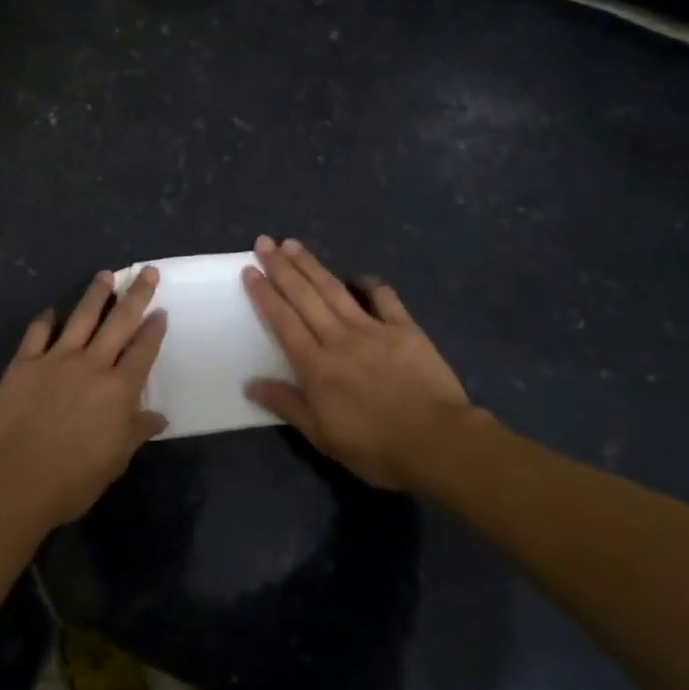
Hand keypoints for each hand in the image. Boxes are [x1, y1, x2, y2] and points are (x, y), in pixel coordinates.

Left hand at [0, 268, 169, 529]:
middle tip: (146, 271)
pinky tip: (50, 311)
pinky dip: (45, 320)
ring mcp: (56, 359)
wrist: (16, 479)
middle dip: (136, 295)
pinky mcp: (24, 363)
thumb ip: (136, 431)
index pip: (143, 350)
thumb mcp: (115, 460)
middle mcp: (92, 364)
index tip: (161, 310)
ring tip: (105, 275)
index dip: (154, 329)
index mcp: (119, 389)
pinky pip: (37, 333)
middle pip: (119, 322)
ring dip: (95, 294)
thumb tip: (158, 417)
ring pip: (81, 317)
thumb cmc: (74, 478)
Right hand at [243, 236, 485, 490]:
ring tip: (294, 244)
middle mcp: (339, 338)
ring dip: (312, 265)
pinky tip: (359, 277)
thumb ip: (287, 405)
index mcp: (316, 366)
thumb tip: (250, 383)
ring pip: (335, 290)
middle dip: (281, 267)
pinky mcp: (404, 329)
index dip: (264, 294)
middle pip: (304, 296)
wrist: (438, 442)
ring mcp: (373, 329)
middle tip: (265, 241)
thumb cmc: (376, 447)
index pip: (283, 321)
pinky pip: (384, 298)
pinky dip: (370, 284)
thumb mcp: (323, 436)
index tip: (250, 270)